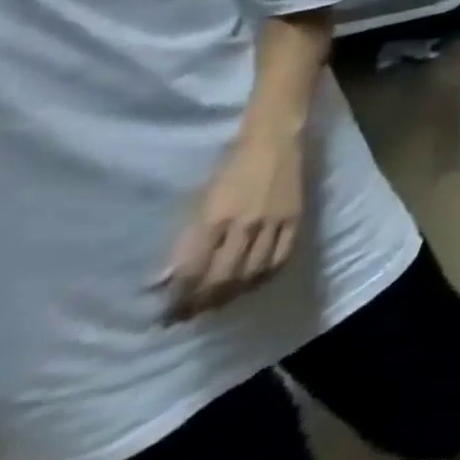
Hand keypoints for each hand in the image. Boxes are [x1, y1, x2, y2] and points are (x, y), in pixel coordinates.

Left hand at [160, 124, 303, 321]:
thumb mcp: (198, 202)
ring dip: (232, 294)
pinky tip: (253, 284)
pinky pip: (282, 256)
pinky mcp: (296, 218)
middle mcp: (245, 225)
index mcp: (214, 219)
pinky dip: (266, 276)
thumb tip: (162, 281)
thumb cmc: (228, 170)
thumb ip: (185, 241)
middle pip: (223, 277)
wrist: (274, 142)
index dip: (177, 298)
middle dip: (201, 302)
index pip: (192, 272)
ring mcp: (275, 222)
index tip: (165, 315)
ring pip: (253, 271)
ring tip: (217, 305)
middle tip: (187, 317)